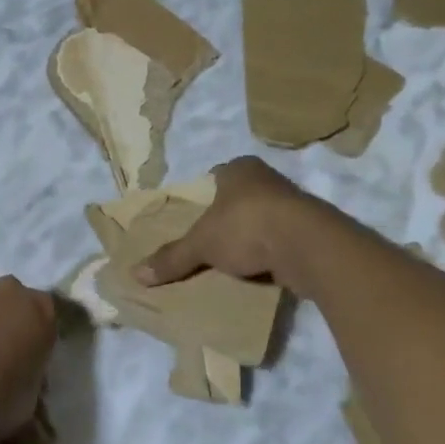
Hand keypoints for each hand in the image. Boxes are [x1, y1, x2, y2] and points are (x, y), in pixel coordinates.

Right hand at [134, 156, 330, 292]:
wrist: (308, 246)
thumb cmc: (247, 227)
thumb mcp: (201, 244)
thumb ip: (172, 257)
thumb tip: (135, 274)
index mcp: (239, 169)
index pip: (215, 178)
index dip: (202, 198)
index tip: (192, 219)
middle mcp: (267, 179)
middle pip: (238, 199)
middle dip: (225, 219)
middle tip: (207, 243)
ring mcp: (292, 204)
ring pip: (261, 220)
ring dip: (249, 238)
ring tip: (230, 262)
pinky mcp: (309, 231)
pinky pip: (280, 241)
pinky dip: (269, 255)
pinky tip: (257, 271)